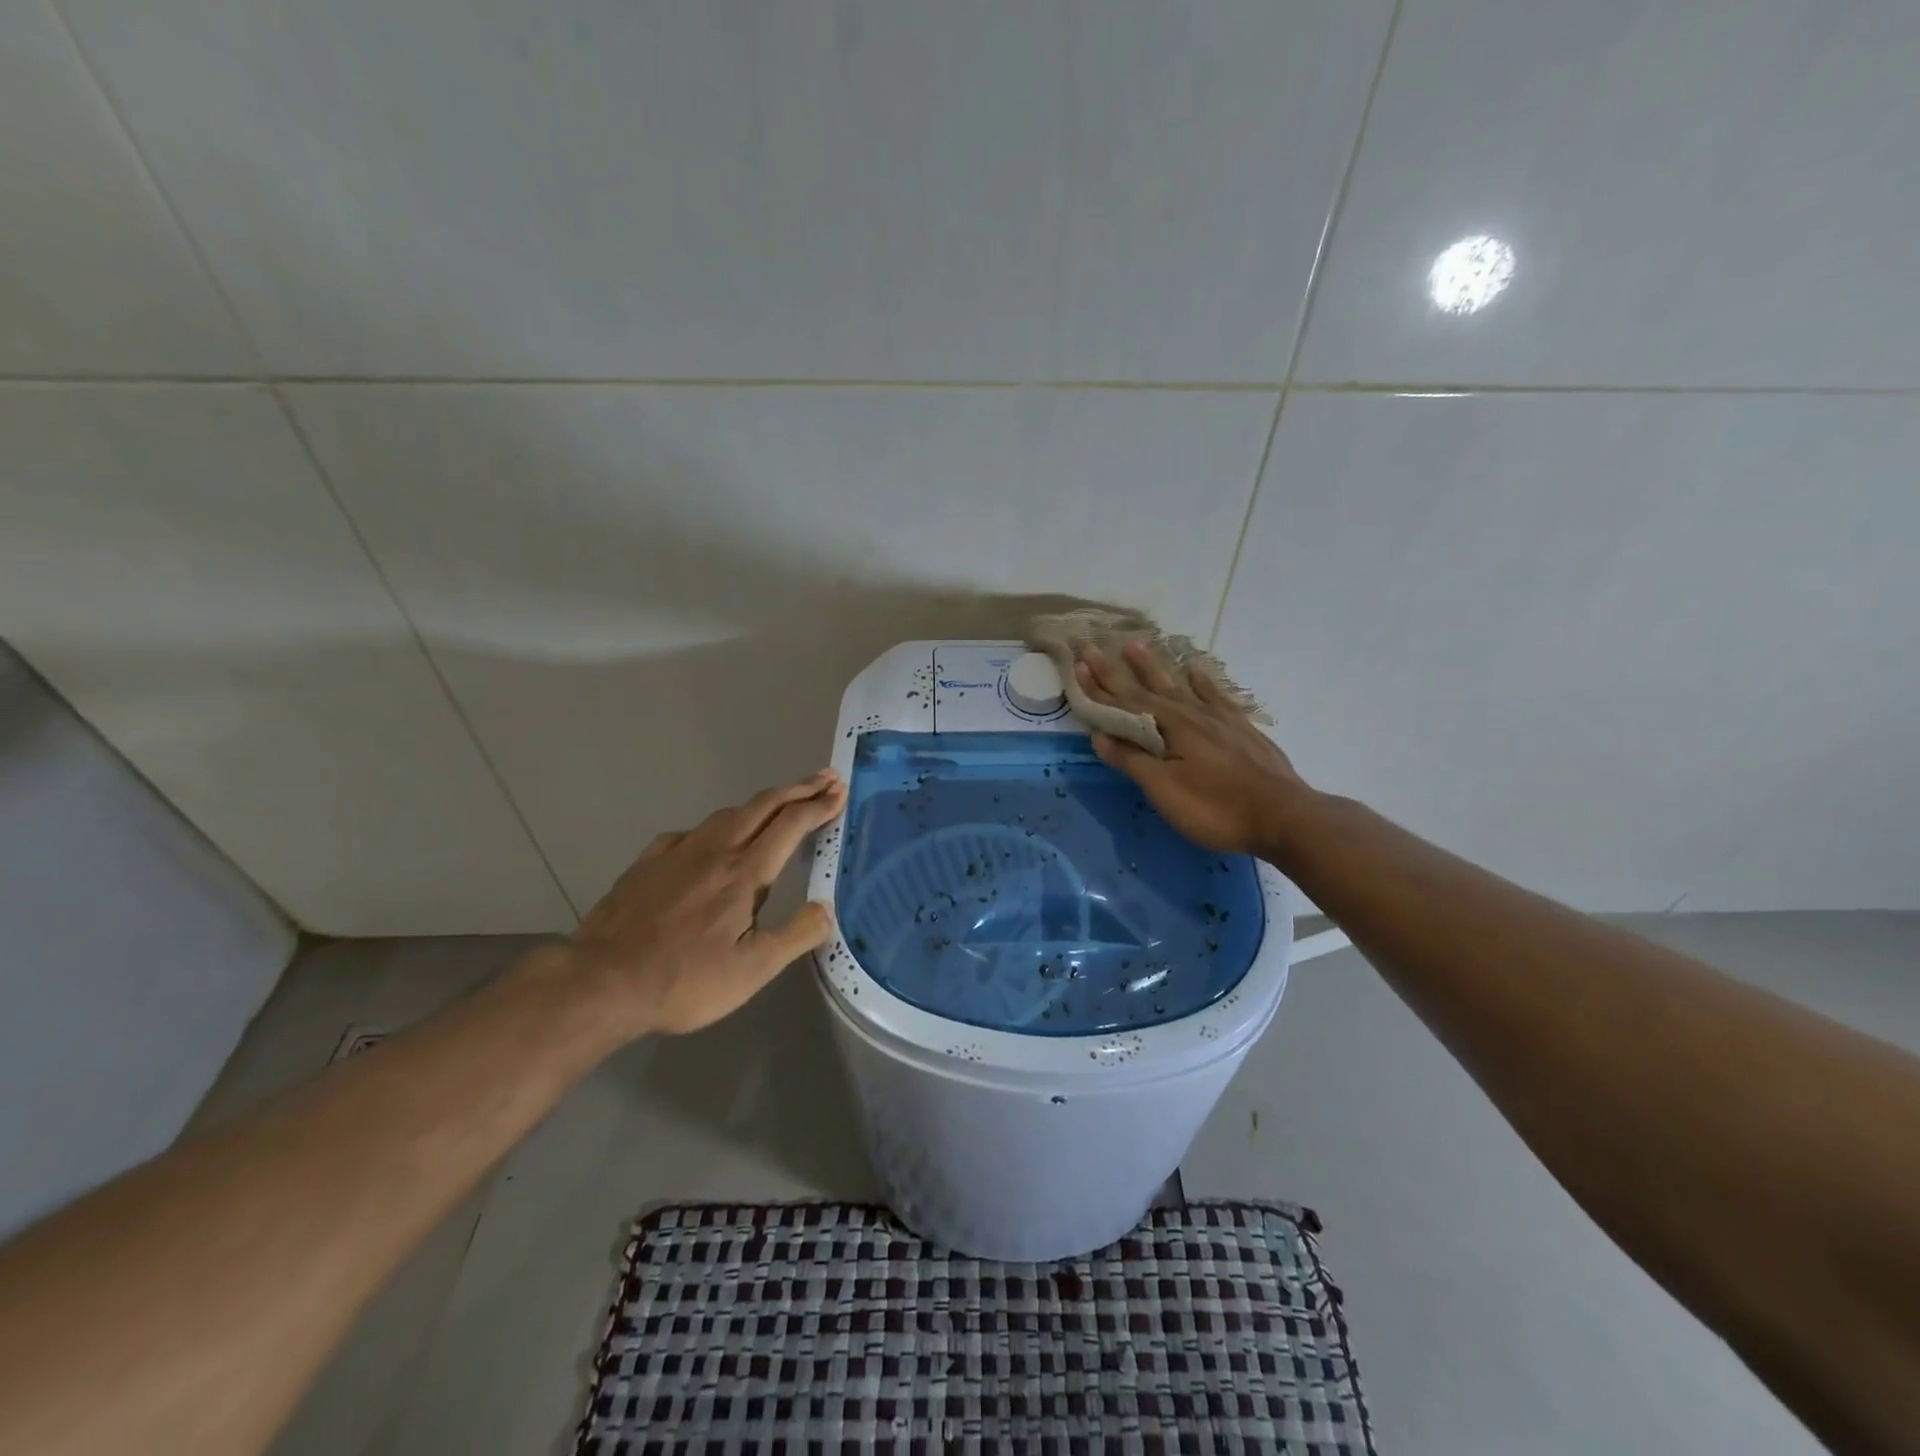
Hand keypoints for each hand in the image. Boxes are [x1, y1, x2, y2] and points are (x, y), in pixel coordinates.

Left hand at [558, 769, 847, 1037]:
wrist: (601, 982)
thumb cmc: (684, 979)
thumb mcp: (752, 970)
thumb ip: (796, 935)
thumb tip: (826, 908)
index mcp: (745, 872)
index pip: (791, 824)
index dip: (819, 805)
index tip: (839, 792)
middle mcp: (715, 850)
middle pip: (764, 804)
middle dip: (798, 788)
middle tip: (824, 778)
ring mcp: (678, 851)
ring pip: (728, 813)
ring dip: (762, 803)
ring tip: (779, 805)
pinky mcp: (649, 861)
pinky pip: (693, 831)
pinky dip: (718, 826)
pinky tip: (712, 841)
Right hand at [1075, 641, 1308, 856]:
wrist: (1284, 815)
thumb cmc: (1216, 808)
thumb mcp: (1165, 790)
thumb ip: (1132, 760)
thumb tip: (1100, 734)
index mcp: (1168, 728)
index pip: (1123, 702)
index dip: (1097, 685)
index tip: (1076, 661)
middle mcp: (1189, 714)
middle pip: (1145, 688)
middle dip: (1115, 669)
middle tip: (1092, 645)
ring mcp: (1218, 718)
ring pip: (1178, 684)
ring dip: (1153, 666)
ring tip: (1134, 645)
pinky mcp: (1240, 727)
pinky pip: (1215, 694)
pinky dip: (1201, 680)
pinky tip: (1194, 669)